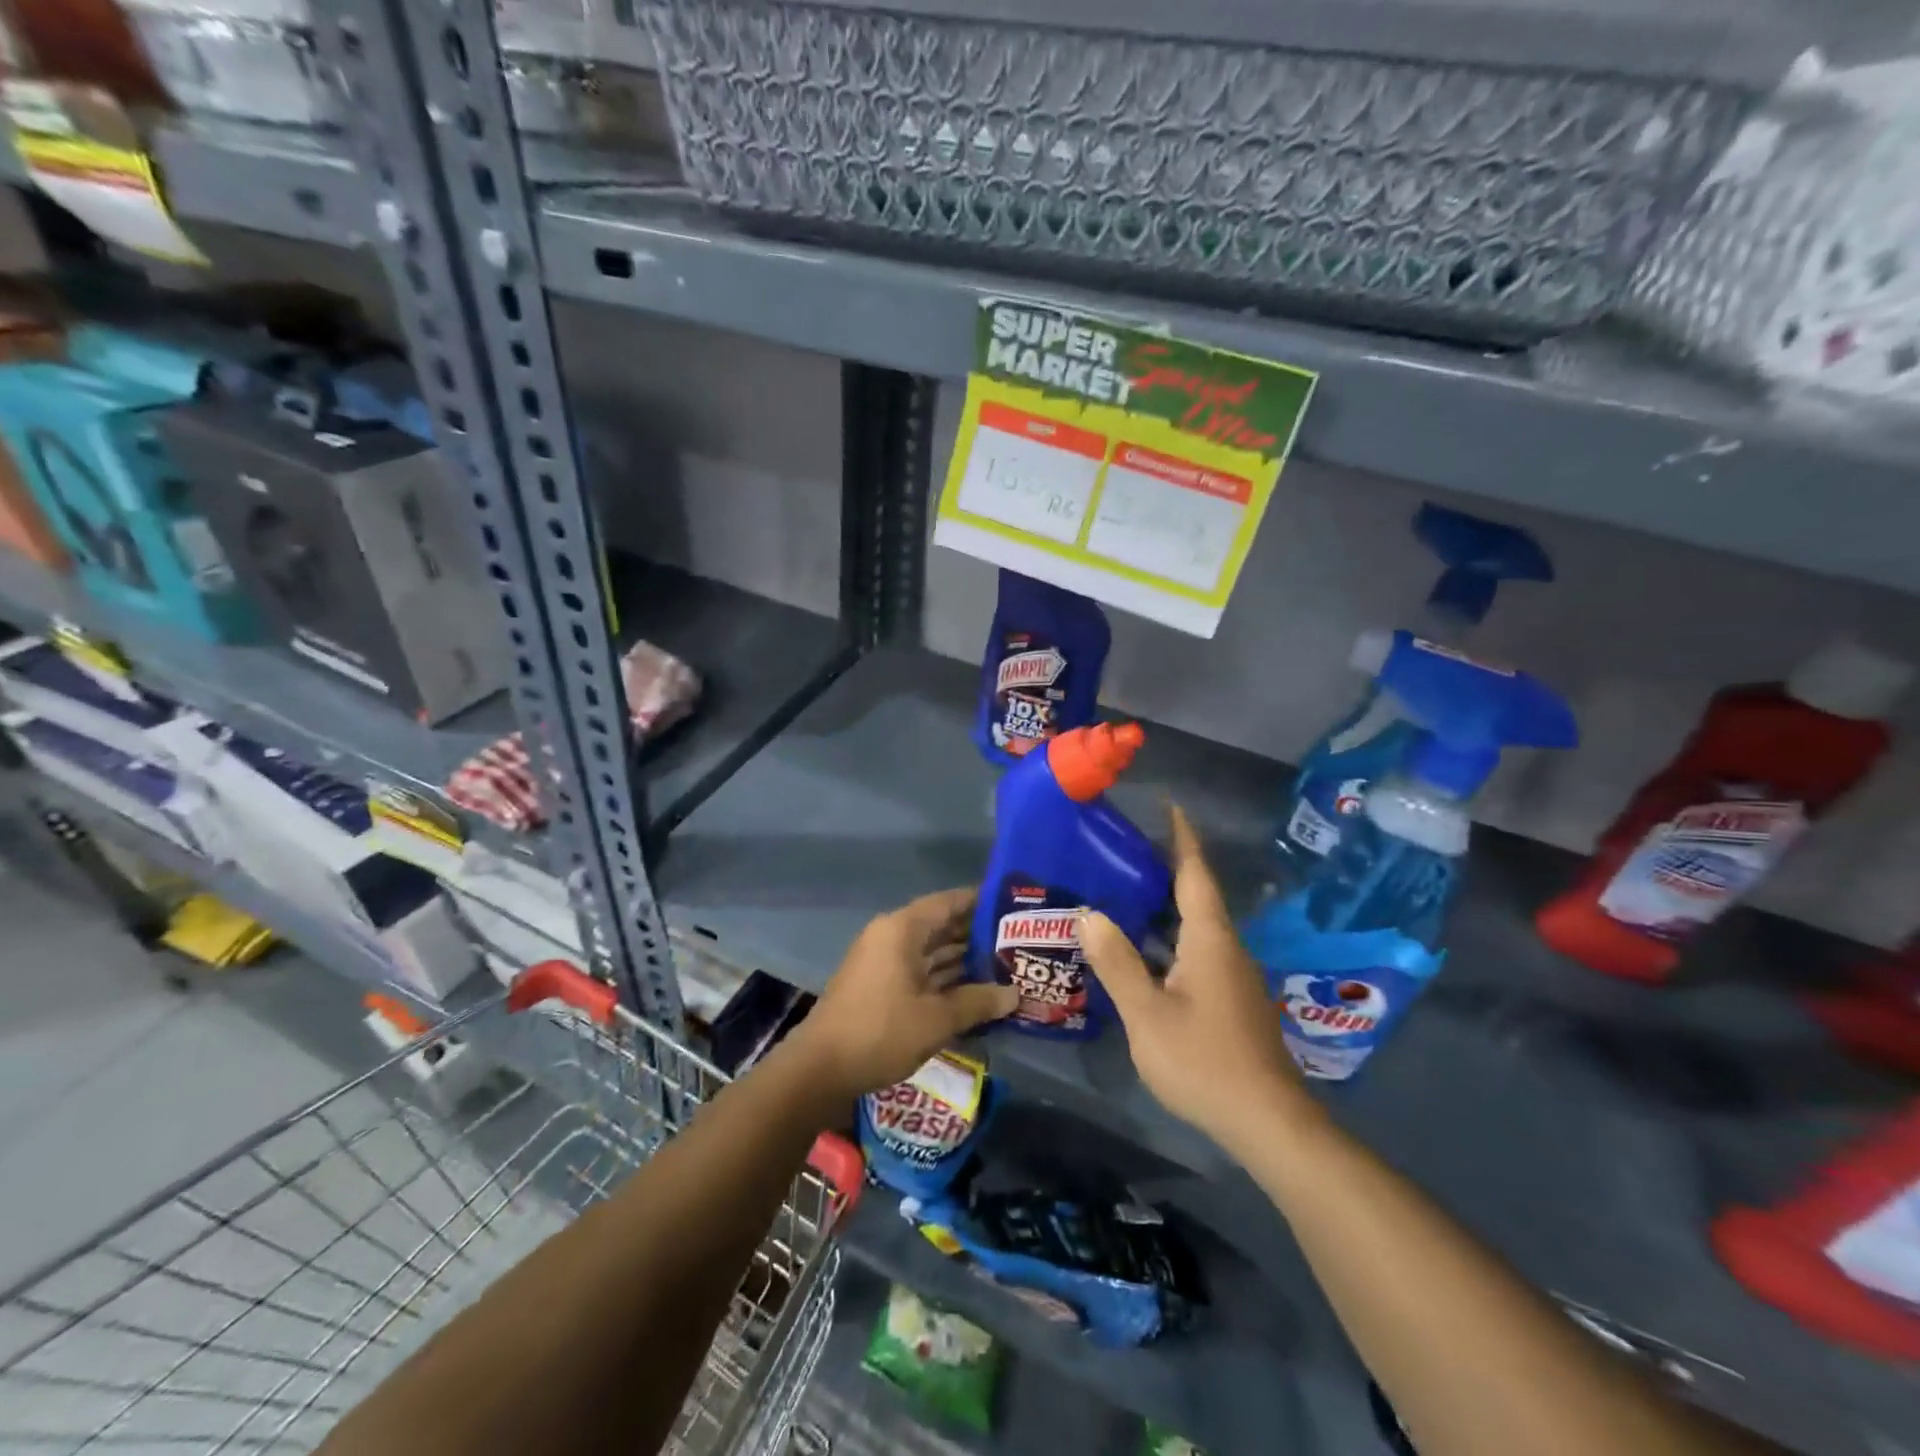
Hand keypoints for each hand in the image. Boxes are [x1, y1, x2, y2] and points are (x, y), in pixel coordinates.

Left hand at [795, 887, 1018, 1100]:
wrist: (819, 1069)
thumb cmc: (880, 1032)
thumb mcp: (936, 1019)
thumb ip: (977, 1002)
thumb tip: (1014, 995)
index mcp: (901, 930)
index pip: (947, 902)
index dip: (979, 902)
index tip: (1012, 906)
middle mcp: (891, 937)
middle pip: (940, 926)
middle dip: (976, 935)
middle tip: (1017, 942)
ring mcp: (883, 962)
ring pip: (930, 951)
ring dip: (963, 960)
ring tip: (1004, 967)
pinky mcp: (879, 986)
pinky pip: (919, 971)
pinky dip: (944, 979)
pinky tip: (974, 991)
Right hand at [1080, 805, 1306, 1153]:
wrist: (1268, 1122)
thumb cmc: (1204, 1061)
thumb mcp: (1147, 1013)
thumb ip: (1117, 962)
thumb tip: (1088, 913)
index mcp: (1210, 939)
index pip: (1195, 874)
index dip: (1182, 839)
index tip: (1170, 806)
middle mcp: (1227, 948)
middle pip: (1197, 896)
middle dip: (1166, 869)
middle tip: (1124, 851)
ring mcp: (1233, 976)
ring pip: (1197, 927)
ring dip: (1165, 906)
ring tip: (1125, 893)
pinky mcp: (1232, 1000)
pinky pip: (1198, 951)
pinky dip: (1170, 938)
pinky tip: (1144, 952)